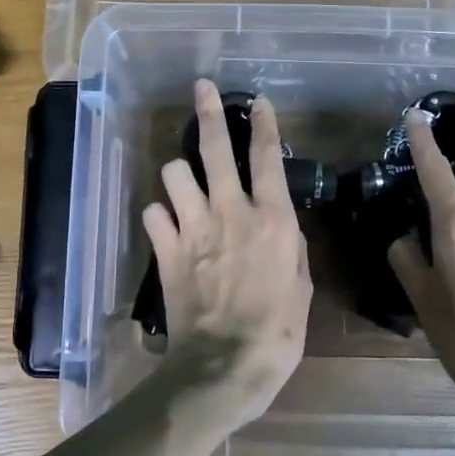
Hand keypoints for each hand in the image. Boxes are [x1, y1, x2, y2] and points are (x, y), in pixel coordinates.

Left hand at [142, 80, 311, 426]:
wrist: (224, 366)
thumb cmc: (277, 333)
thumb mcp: (302, 288)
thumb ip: (291, 248)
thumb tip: (281, 228)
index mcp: (272, 220)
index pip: (267, 158)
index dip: (264, 125)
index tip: (258, 102)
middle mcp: (231, 212)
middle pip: (214, 148)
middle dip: (208, 112)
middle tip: (202, 89)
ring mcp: (194, 228)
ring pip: (175, 172)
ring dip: (180, 174)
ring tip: (185, 183)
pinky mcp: (166, 250)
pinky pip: (153, 213)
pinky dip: (159, 215)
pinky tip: (167, 225)